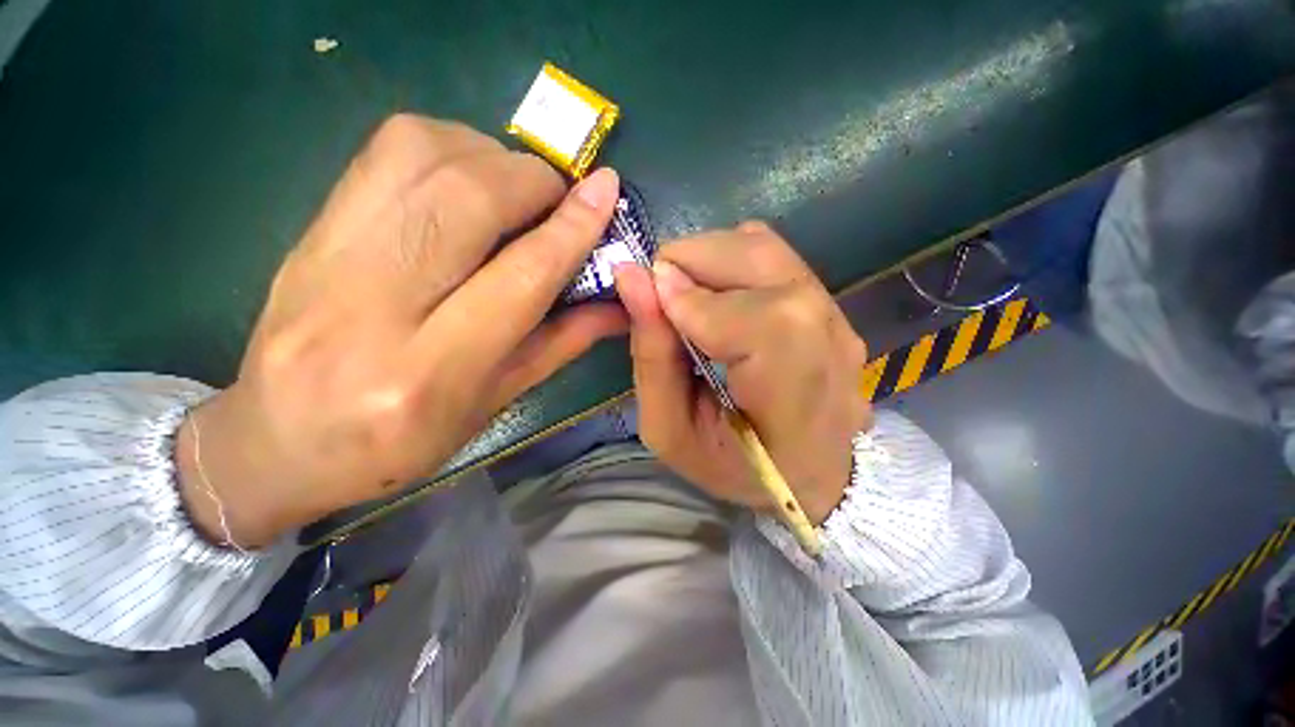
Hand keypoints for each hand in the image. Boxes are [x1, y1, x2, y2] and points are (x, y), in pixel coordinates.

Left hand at [176, 115, 626, 547]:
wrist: (276, 443)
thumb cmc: (401, 442)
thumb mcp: (495, 403)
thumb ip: (561, 344)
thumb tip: (618, 305)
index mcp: (429, 372)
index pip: (520, 276)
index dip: (571, 228)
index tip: (607, 190)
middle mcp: (372, 306)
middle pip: (468, 198)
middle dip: (533, 182)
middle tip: (560, 198)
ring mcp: (326, 256)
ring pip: (422, 156)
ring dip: (492, 156)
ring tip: (516, 189)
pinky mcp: (308, 228)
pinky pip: (384, 152)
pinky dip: (447, 146)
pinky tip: (466, 181)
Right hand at [613, 222, 870, 524]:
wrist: (808, 473)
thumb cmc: (734, 466)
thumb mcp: (670, 431)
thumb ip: (652, 357)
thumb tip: (631, 277)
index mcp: (795, 405)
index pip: (760, 321)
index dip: (697, 301)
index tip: (651, 299)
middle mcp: (830, 347)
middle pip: (761, 261)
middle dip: (692, 260)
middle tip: (658, 292)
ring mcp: (839, 319)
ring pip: (765, 246)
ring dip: (709, 257)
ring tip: (684, 295)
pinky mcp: (833, 304)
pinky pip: (774, 256)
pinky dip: (730, 261)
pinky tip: (716, 297)